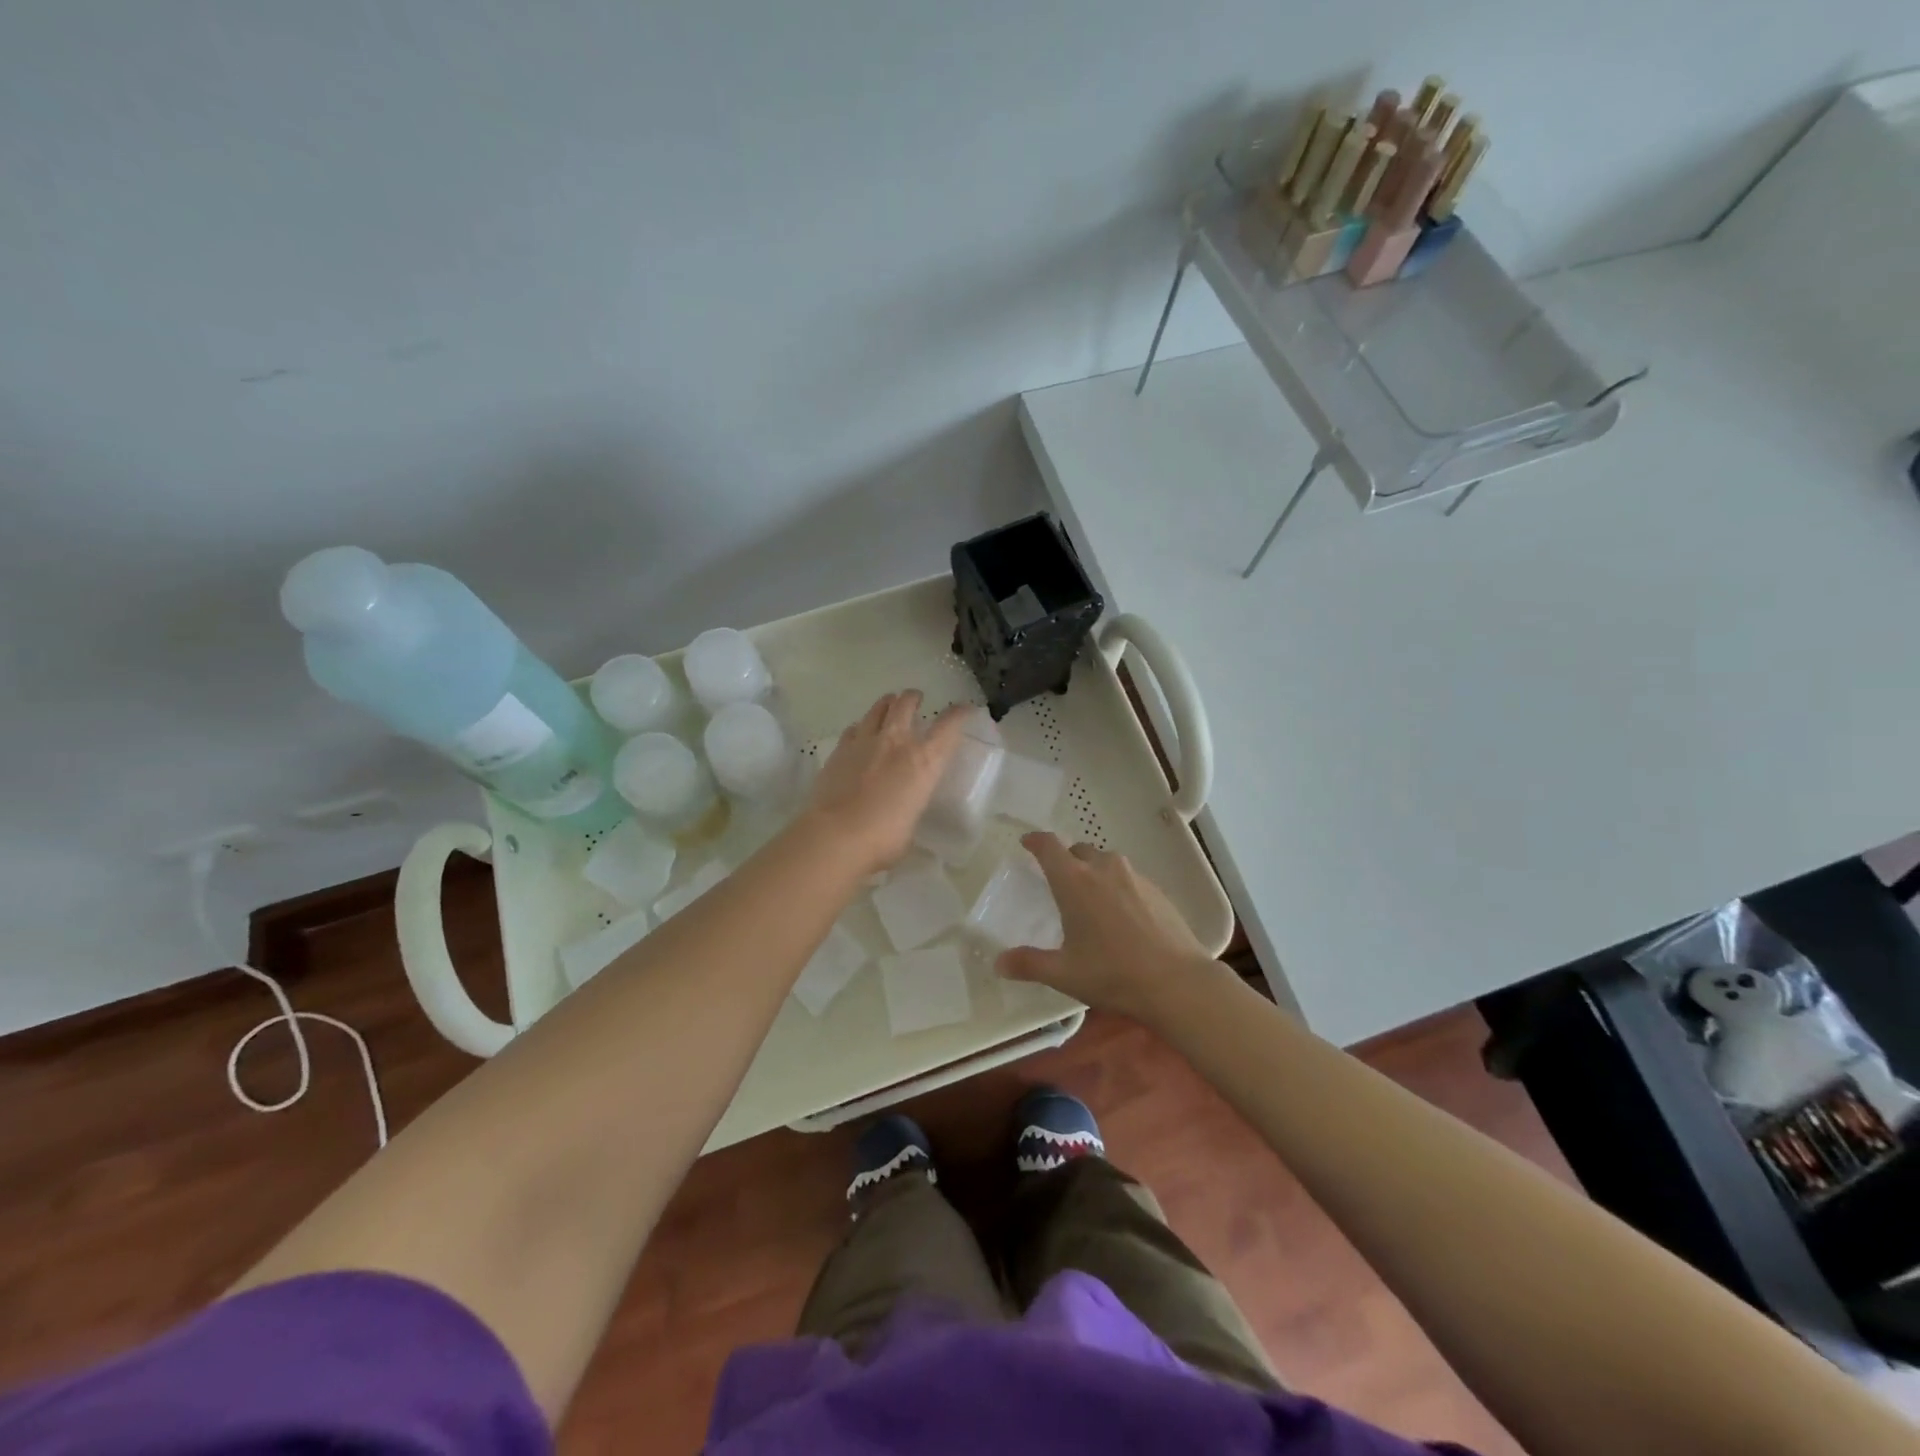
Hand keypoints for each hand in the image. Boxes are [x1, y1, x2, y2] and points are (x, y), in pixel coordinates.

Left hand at [801, 690, 972, 875]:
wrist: (836, 836)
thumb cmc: (884, 838)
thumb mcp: (911, 821)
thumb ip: (911, 804)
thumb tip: (903, 806)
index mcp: (924, 761)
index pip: (948, 727)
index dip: (959, 714)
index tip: (964, 709)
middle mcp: (896, 742)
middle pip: (906, 704)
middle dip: (913, 698)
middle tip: (915, 698)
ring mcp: (864, 742)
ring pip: (877, 709)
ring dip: (886, 704)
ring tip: (888, 704)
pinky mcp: (839, 750)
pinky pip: (854, 729)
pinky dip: (861, 727)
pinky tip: (860, 733)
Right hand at [997, 832, 1221, 1021]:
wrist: (1178, 982)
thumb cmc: (1113, 973)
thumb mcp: (1064, 973)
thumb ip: (1028, 964)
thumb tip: (998, 963)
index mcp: (1075, 881)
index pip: (1049, 845)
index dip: (1035, 840)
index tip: (1027, 842)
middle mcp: (1103, 868)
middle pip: (1078, 850)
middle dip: (1065, 860)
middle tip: (1059, 883)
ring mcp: (1134, 876)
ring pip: (1105, 863)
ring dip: (1093, 873)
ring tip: (1090, 901)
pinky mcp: (1157, 890)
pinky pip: (1128, 878)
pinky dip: (1117, 887)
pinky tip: (1121, 916)